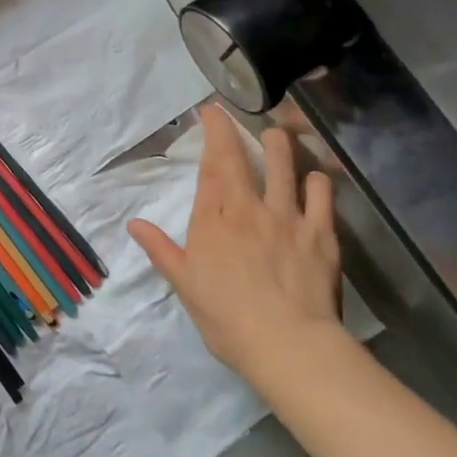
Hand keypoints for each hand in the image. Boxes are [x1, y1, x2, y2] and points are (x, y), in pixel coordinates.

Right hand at [128, 107, 341, 388]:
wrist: (288, 344)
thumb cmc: (226, 317)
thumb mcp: (183, 284)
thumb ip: (160, 249)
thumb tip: (134, 224)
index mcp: (214, 218)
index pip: (212, 165)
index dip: (213, 134)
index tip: (211, 112)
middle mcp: (250, 208)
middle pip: (244, 159)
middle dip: (237, 131)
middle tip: (234, 114)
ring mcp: (289, 218)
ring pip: (285, 168)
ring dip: (280, 146)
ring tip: (278, 134)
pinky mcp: (321, 235)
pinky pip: (322, 197)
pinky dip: (318, 181)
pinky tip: (315, 178)